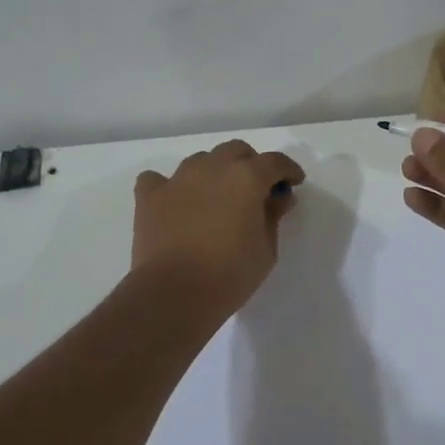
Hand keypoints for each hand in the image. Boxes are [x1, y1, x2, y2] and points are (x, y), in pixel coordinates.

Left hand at [133, 140, 304, 319]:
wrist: (174, 293)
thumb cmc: (231, 273)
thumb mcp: (267, 248)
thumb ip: (273, 216)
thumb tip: (279, 197)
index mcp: (247, 177)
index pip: (274, 161)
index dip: (288, 170)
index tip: (294, 182)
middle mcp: (213, 168)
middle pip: (236, 151)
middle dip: (250, 164)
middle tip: (256, 190)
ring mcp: (178, 179)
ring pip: (201, 160)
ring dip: (214, 171)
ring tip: (217, 197)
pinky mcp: (150, 196)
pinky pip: (158, 179)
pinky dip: (169, 186)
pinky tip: (176, 202)